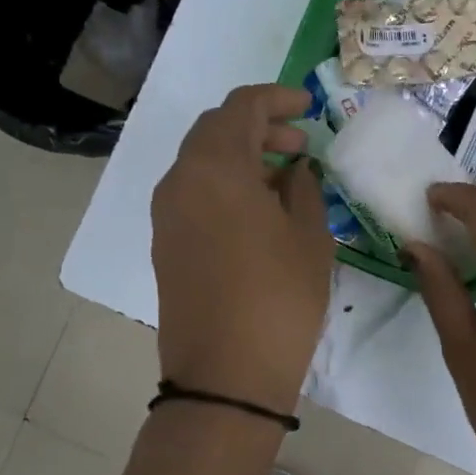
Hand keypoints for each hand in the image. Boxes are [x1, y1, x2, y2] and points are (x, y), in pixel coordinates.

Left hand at [151, 84, 333, 415]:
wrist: (225, 375)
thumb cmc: (279, 299)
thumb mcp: (309, 238)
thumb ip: (304, 190)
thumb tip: (295, 170)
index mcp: (215, 167)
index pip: (241, 107)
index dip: (276, 99)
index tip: (307, 108)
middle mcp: (180, 180)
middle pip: (215, 130)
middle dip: (259, 127)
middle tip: (300, 145)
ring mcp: (166, 214)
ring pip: (202, 163)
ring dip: (241, 158)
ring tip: (285, 178)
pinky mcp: (165, 243)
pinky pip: (194, 194)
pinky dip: (225, 185)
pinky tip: (259, 211)